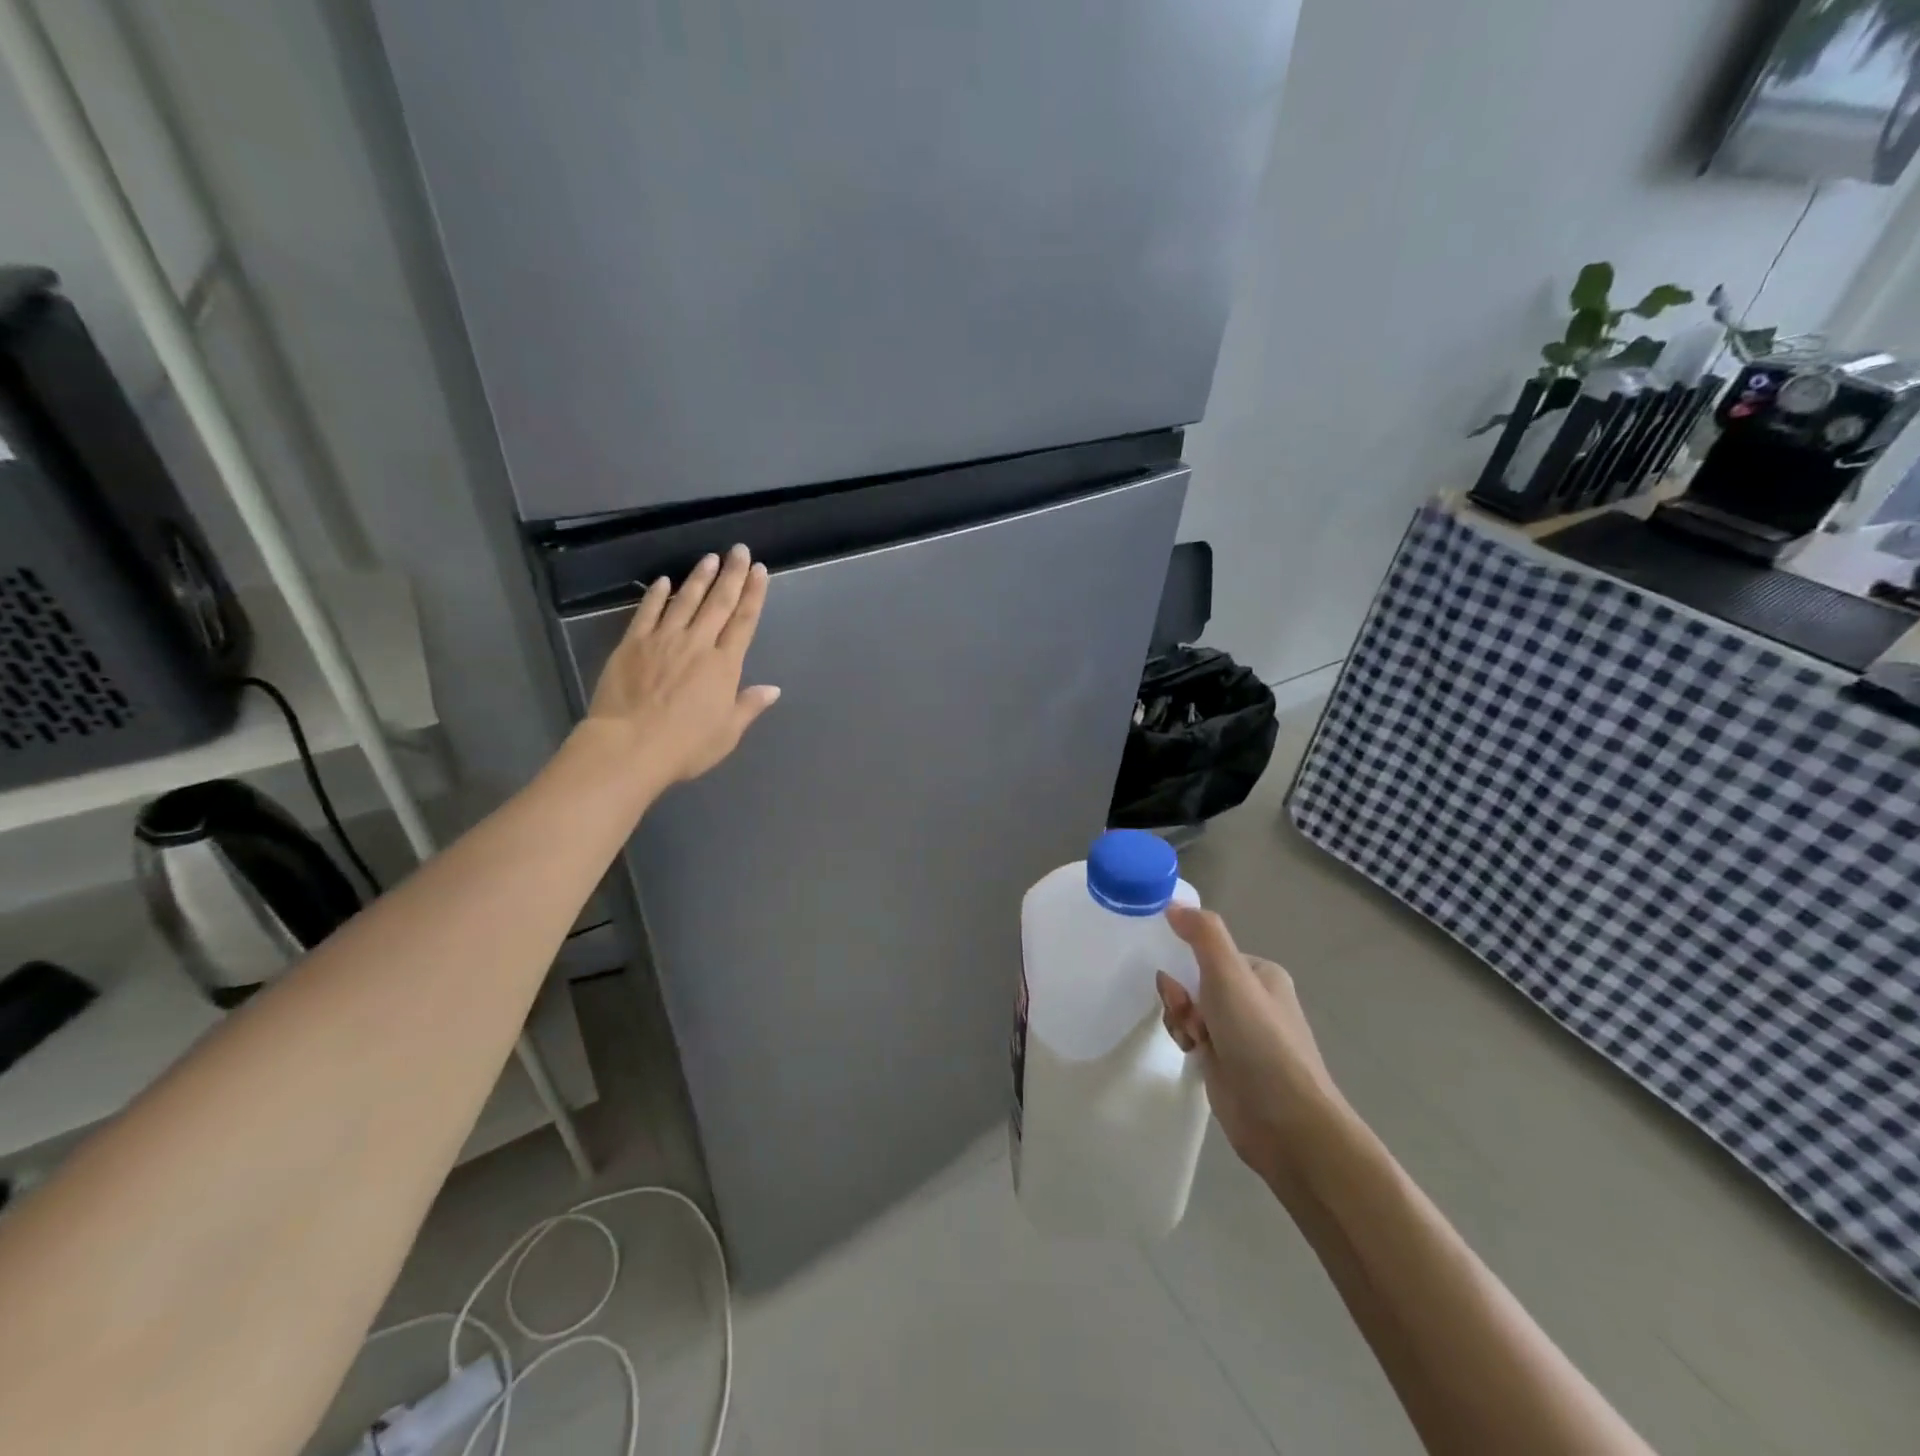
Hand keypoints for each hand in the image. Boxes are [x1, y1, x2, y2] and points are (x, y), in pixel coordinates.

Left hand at [583, 544, 780, 790]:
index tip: (760, 571)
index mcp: (724, 666)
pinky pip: (648, 612)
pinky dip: (657, 595)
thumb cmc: (686, 746)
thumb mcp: (727, 732)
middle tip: (739, 550)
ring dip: (699, 577)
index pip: (744, 621)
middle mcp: (698, 644)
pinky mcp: (633, 643)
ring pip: (685, 600)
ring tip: (710, 558)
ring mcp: (663, 640)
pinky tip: (664, 581)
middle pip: (718, 603)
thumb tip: (773, 689)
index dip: (754, 594)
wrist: (630, 746)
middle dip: (732, 574)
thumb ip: (749, 706)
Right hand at [1156, 905, 1345, 1188]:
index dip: (1186, 963)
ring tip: (1192, 1040)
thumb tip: (1174, 904)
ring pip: (1189, 1009)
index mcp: (1261, 974)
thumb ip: (1203, 934)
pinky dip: (1185, 1041)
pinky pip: (1192, 1037)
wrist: (1285, 1122)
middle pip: (1194, 980)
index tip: (1179, 980)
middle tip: (1188, 1015)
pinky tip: (1192, 1055)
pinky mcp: (1228, 1064)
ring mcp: (1240, 1035)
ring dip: (1181, 1019)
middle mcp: (1253, 1001)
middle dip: (1181, 995)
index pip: (1208, 952)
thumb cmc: (1259, 1039)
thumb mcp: (1229, 975)